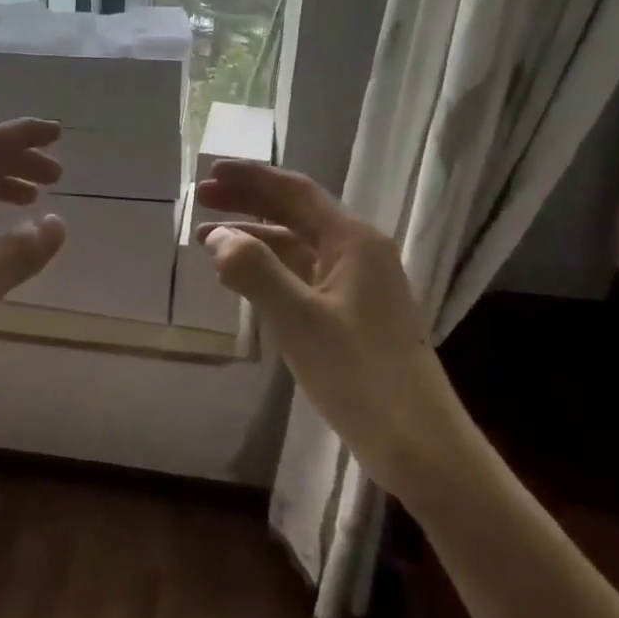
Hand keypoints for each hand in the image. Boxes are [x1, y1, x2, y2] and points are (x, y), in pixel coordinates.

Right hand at [195, 161, 454, 480]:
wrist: (418, 444)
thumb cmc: (359, 374)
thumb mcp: (299, 319)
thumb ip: (254, 271)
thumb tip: (218, 237)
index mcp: (354, 241)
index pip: (296, 192)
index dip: (251, 178)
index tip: (209, 173)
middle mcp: (359, 253)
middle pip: (296, 214)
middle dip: (248, 203)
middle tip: (200, 200)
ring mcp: (357, 285)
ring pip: (297, 247)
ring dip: (254, 239)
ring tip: (209, 241)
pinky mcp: (351, 314)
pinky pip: (303, 276)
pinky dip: (269, 270)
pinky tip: (243, 279)